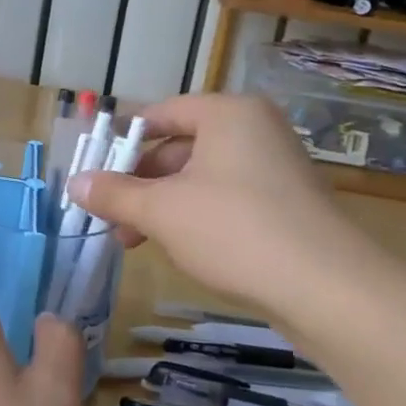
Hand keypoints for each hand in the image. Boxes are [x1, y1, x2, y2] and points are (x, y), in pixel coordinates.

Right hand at [68, 93, 366, 309]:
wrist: (330, 291)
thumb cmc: (236, 231)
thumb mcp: (162, 211)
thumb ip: (114, 193)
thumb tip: (74, 184)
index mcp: (228, 114)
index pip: (160, 114)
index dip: (121, 142)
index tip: (93, 172)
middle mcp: (254, 130)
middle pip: (179, 148)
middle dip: (139, 183)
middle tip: (108, 215)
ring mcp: (275, 167)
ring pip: (200, 178)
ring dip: (162, 206)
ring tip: (132, 240)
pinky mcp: (286, 204)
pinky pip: (226, 199)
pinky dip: (195, 217)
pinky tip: (176, 248)